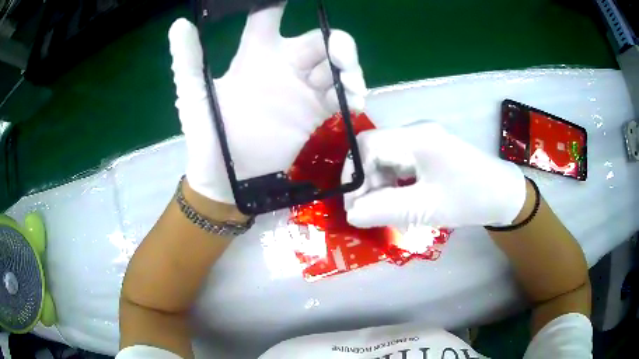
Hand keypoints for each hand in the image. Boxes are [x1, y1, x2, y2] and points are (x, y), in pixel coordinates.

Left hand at [168, 3, 366, 203]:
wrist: (226, 178)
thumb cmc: (208, 134)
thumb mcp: (195, 94)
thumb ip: (188, 59)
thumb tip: (179, 24)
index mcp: (255, 55)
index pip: (268, 17)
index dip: (278, 2)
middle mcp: (284, 66)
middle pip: (320, 40)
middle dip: (337, 43)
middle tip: (340, 57)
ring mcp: (303, 90)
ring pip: (337, 66)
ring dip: (350, 70)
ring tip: (350, 88)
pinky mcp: (316, 114)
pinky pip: (342, 97)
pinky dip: (354, 96)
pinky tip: (353, 104)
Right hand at [342, 122, 526, 228]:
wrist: (503, 194)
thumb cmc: (470, 198)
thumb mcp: (427, 207)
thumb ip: (385, 209)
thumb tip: (350, 214)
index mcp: (417, 137)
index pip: (367, 144)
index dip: (353, 174)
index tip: (353, 206)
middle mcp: (416, 132)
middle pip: (374, 151)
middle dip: (366, 183)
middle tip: (367, 213)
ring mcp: (422, 141)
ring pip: (385, 160)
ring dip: (378, 186)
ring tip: (384, 212)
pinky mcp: (427, 151)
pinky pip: (398, 165)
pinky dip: (392, 185)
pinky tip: (398, 202)